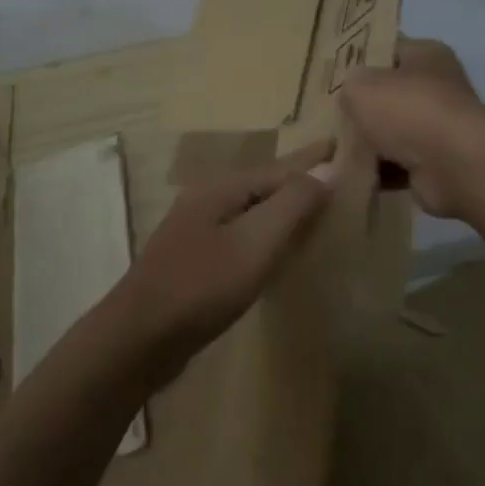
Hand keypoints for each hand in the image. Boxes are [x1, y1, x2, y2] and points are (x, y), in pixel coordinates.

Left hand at [103, 140, 334, 389]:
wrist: (139, 338)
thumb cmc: (201, 287)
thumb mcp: (254, 243)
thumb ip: (292, 204)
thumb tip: (327, 170)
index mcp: (222, 189)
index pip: (282, 168)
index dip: (316, 161)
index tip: (346, 148)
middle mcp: (208, 200)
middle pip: (266, 185)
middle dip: (301, 178)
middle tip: (340, 174)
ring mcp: (198, 230)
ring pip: (254, 210)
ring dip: (285, 206)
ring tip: (319, 206)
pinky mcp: (196, 260)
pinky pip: (243, 234)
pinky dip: (268, 232)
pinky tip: (280, 246)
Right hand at [340, 38, 484, 218]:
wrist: (452, 166)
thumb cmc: (407, 110)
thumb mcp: (360, 85)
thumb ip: (348, 86)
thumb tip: (351, 99)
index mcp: (425, 55)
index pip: (386, 48)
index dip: (357, 58)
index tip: (328, 73)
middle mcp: (436, 87)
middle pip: (386, 93)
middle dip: (358, 107)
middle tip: (325, 114)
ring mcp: (436, 127)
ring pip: (388, 132)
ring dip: (364, 143)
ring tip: (329, 148)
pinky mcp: (433, 164)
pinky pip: (394, 165)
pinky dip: (374, 170)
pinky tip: (346, 172)